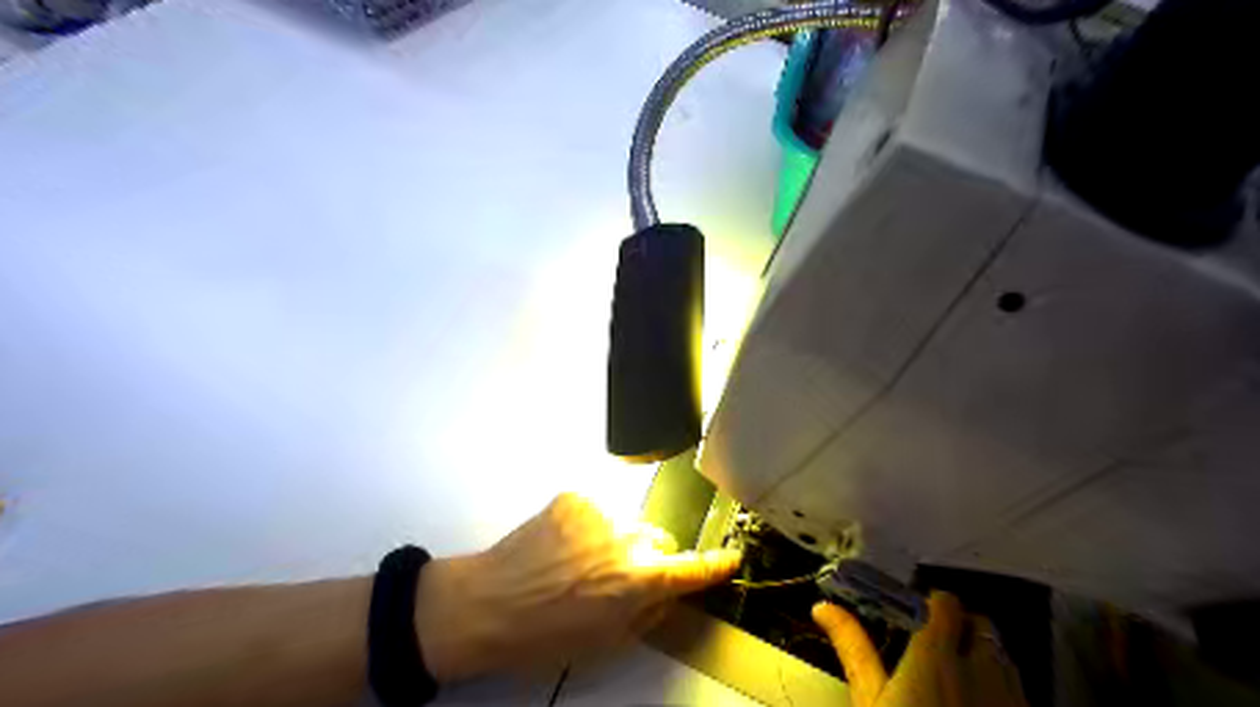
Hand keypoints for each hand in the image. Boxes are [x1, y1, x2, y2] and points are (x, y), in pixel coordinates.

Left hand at [409, 491, 738, 678]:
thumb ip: (647, 611)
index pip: (692, 569)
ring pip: (626, 522)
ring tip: (579, 560)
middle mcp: (628, 539)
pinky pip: (597, 510)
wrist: (487, 604)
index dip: (715, 565)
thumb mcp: (607, 641)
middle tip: (616, 577)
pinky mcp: (576, 497)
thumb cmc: (545, 635)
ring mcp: (601, 513)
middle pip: (657, 541)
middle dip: (646, 557)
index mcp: (639, 581)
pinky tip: (562, 544)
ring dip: (615, 539)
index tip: (731, 557)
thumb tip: (665, 591)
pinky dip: (589, 524)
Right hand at [813, 592, 1026, 706]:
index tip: (912, 617)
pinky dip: (998, 688)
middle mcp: (981, 669)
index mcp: (937, 655)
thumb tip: (824, 607)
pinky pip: (1017, 690)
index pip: (944, 602)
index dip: (929, 604)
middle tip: (932, 647)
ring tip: (954, 681)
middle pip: (979, 623)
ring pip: (1002, 657)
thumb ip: (852, 647)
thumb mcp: (869, 702)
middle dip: (959, 626)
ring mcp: (1011, 699)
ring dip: (981, 656)